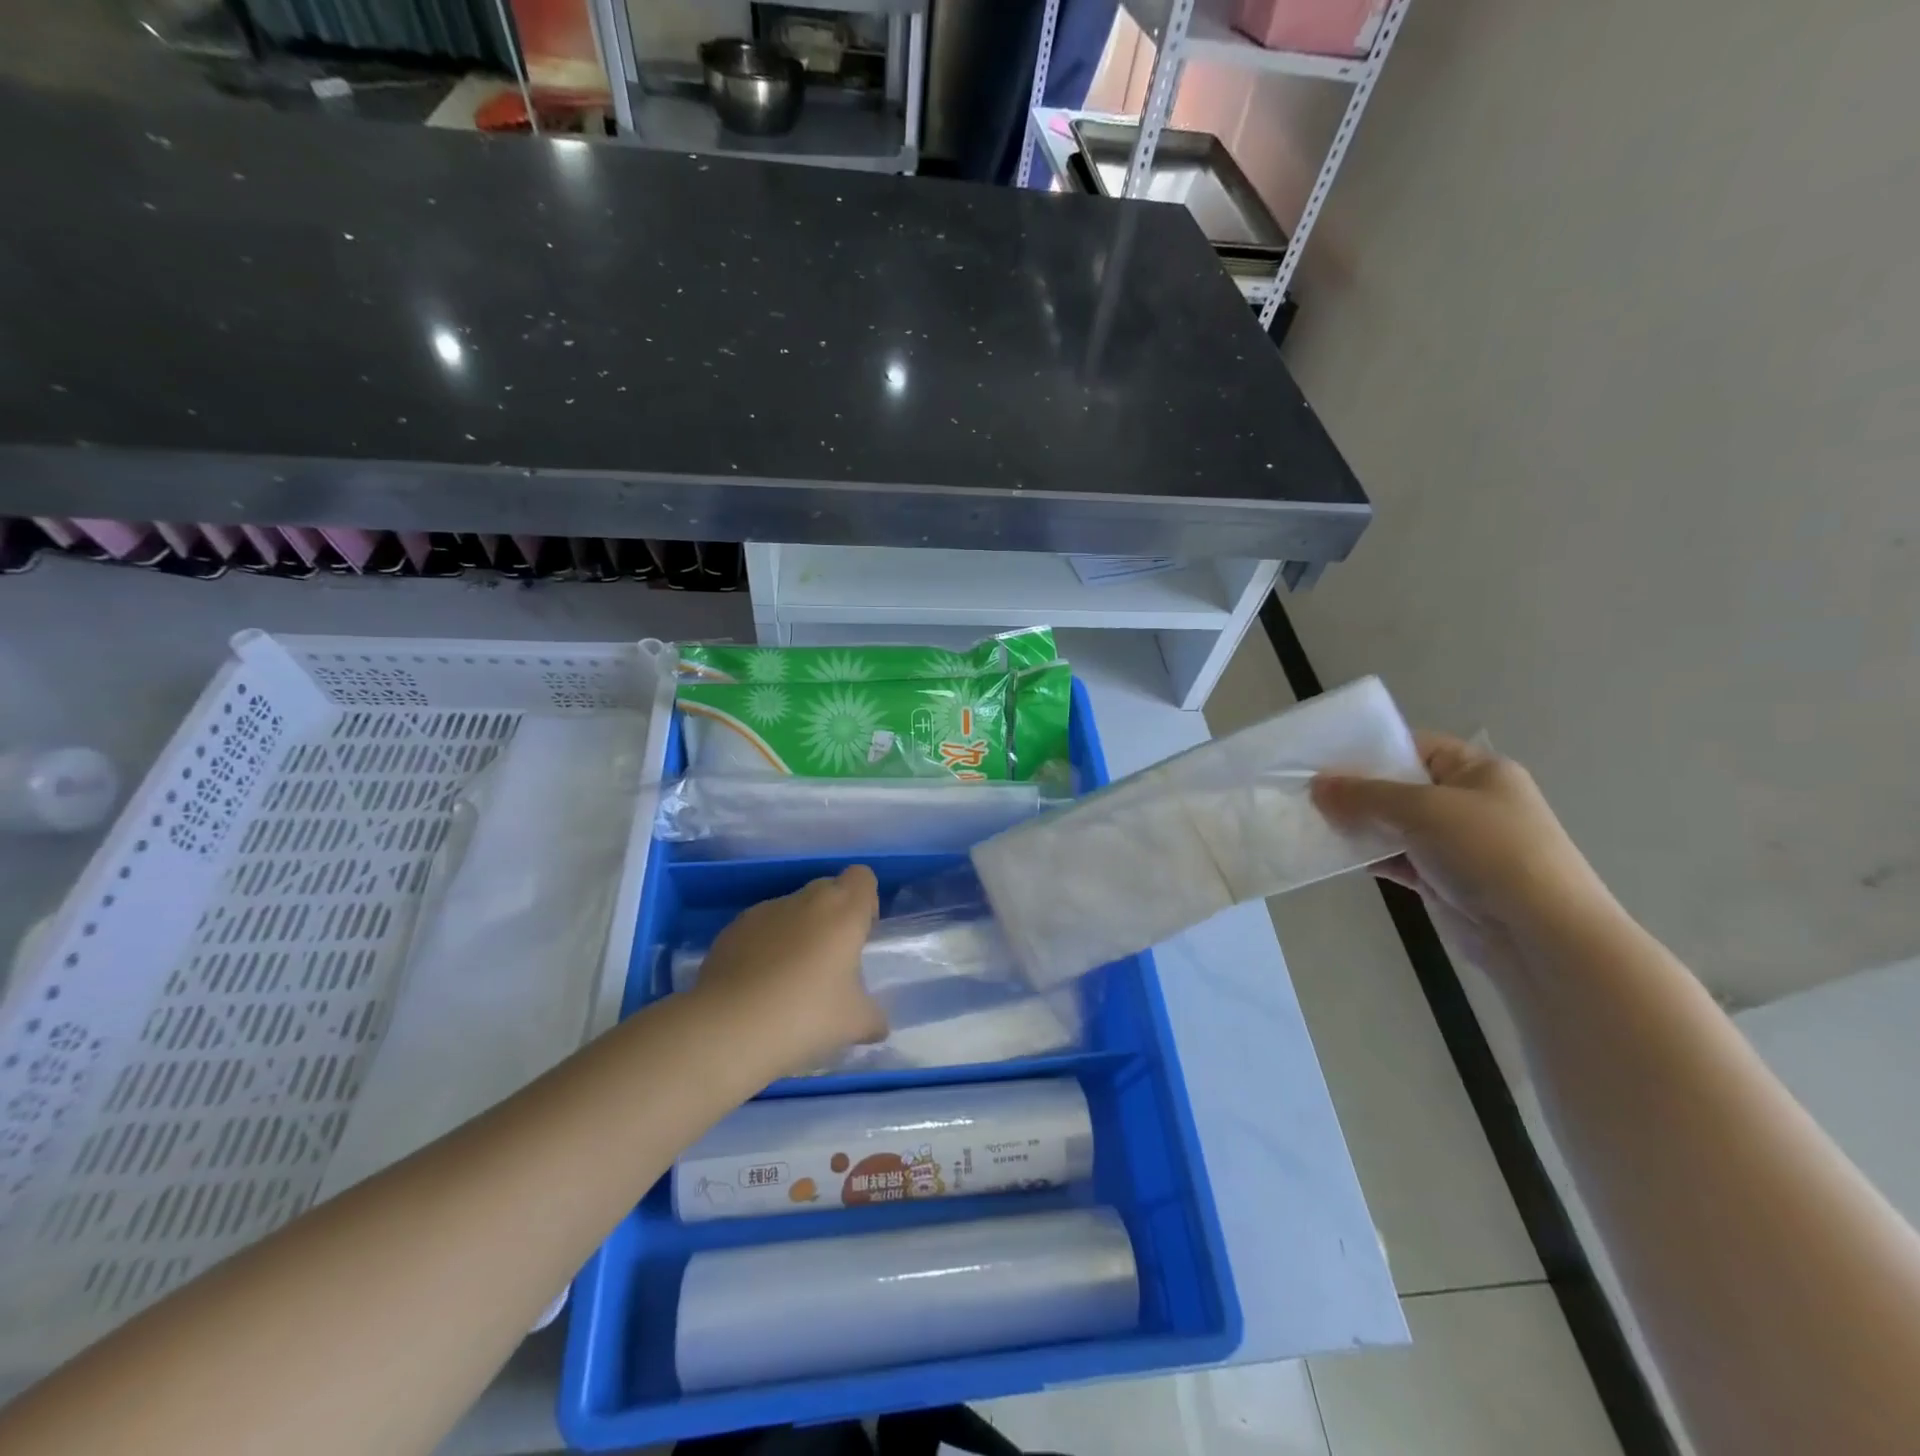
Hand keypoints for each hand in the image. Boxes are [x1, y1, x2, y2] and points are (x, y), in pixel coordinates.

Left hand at [690, 865, 885, 1077]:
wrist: (728, 1028)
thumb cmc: (805, 1016)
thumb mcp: (855, 1024)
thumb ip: (873, 1017)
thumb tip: (877, 1024)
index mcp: (842, 911)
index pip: (862, 878)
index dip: (866, 901)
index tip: (861, 935)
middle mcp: (804, 900)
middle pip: (827, 889)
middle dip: (832, 916)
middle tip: (831, 961)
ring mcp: (764, 911)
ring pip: (791, 909)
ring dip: (798, 932)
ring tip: (790, 979)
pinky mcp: (731, 930)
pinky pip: (760, 929)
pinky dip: (765, 947)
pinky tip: (759, 986)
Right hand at [1311, 732, 1616, 979]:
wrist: (1539, 934)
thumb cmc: (1488, 851)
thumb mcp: (1423, 809)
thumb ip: (1365, 795)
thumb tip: (1317, 786)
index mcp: (1478, 771)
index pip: (1415, 746)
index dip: (1369, 749)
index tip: (1322, 757)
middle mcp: (1468, 802)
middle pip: (1398, 786)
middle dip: (1355, 790)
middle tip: (1306, 791)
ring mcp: (1455, 842)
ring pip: (1393, 824)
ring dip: (1357, 825)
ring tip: (1310, 821)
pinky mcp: (1441, 878)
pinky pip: (1394, 858)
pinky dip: (1368, 856)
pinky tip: (1334, 855)